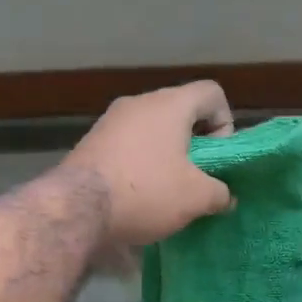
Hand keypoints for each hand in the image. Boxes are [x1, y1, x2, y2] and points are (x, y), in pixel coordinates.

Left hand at [62, 81, 235, 246]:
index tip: (216, 158)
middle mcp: (139, 102)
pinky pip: (128, 145)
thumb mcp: (197, 198)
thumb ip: (220, 193)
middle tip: (194, 178)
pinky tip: (137, 194)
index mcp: (170, 104)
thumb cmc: (146, 192)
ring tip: (166, 191)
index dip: (225, 123)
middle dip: (195, 144)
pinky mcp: (91, 142)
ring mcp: (110, 121)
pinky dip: (140, 163)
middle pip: (180, 112)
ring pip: (152, 130)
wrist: (77, 208)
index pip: (212, 93)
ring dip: (166, 155)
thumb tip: (225, 197)